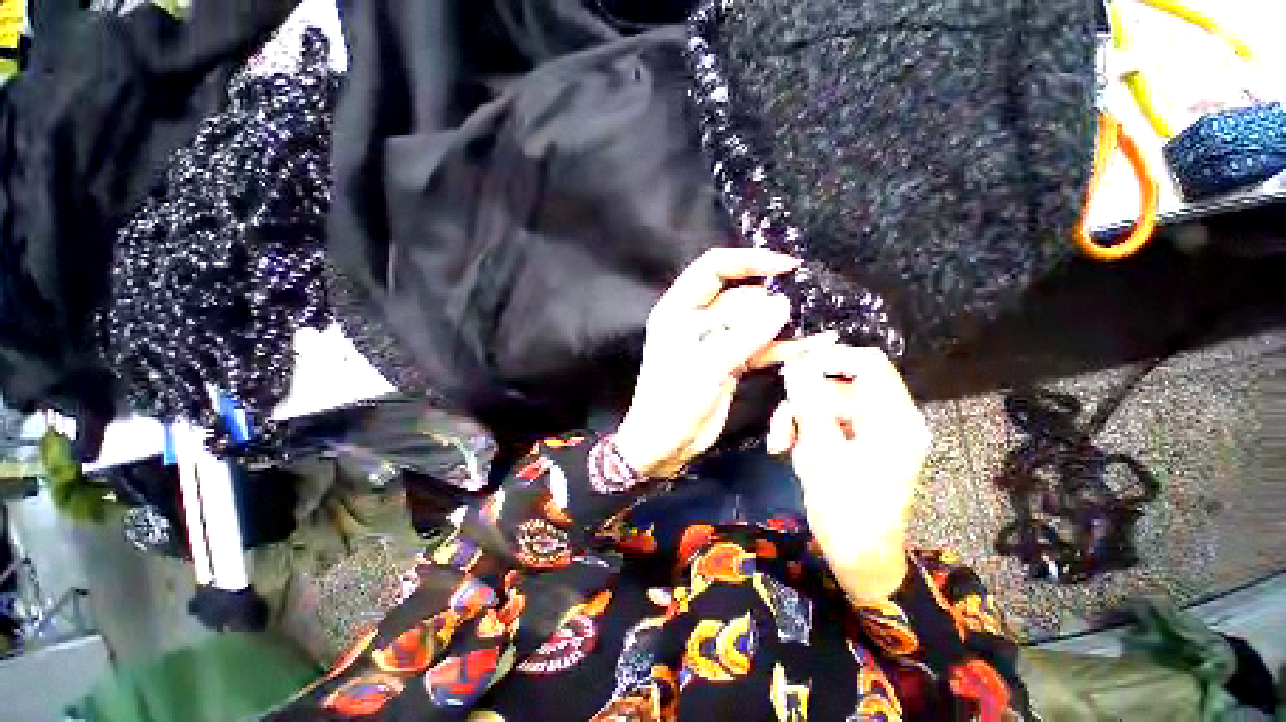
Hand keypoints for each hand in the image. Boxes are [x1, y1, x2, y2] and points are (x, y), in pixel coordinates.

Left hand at [615, 248, 807, 478]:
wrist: (666, 444)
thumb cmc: (674, 402)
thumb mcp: (708, 365)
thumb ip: (746, 334)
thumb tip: (782, 304)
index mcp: (679, 309)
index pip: (713, 269)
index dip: (748, 261)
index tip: (785, 266)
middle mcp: (697, 320)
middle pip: (738, 295)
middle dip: (768, 300)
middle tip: (801, 307)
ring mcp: (715, 340)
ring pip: (751, 321)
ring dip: (779, 324)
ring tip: (813, 325)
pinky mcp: (729, 361)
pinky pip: (758, 346)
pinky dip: (780, 347)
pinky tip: (808, 347)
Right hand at [768, 345, 929, 600]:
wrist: (858, 561)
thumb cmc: (848, 513)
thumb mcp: (822, 455)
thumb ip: (809, 404)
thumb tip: (795, 363)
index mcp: (894, 419)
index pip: (868, 364)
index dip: (830, 357)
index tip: (793, 366)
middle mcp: (886, 419)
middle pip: (837, 386)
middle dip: (802, 403)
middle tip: (781, 431)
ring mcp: (869, 432)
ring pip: (822, 403)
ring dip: (797, 420)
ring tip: (781, 446)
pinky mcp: (853, 443)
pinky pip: (822, 421)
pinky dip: (802, 431)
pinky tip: (789, 451)